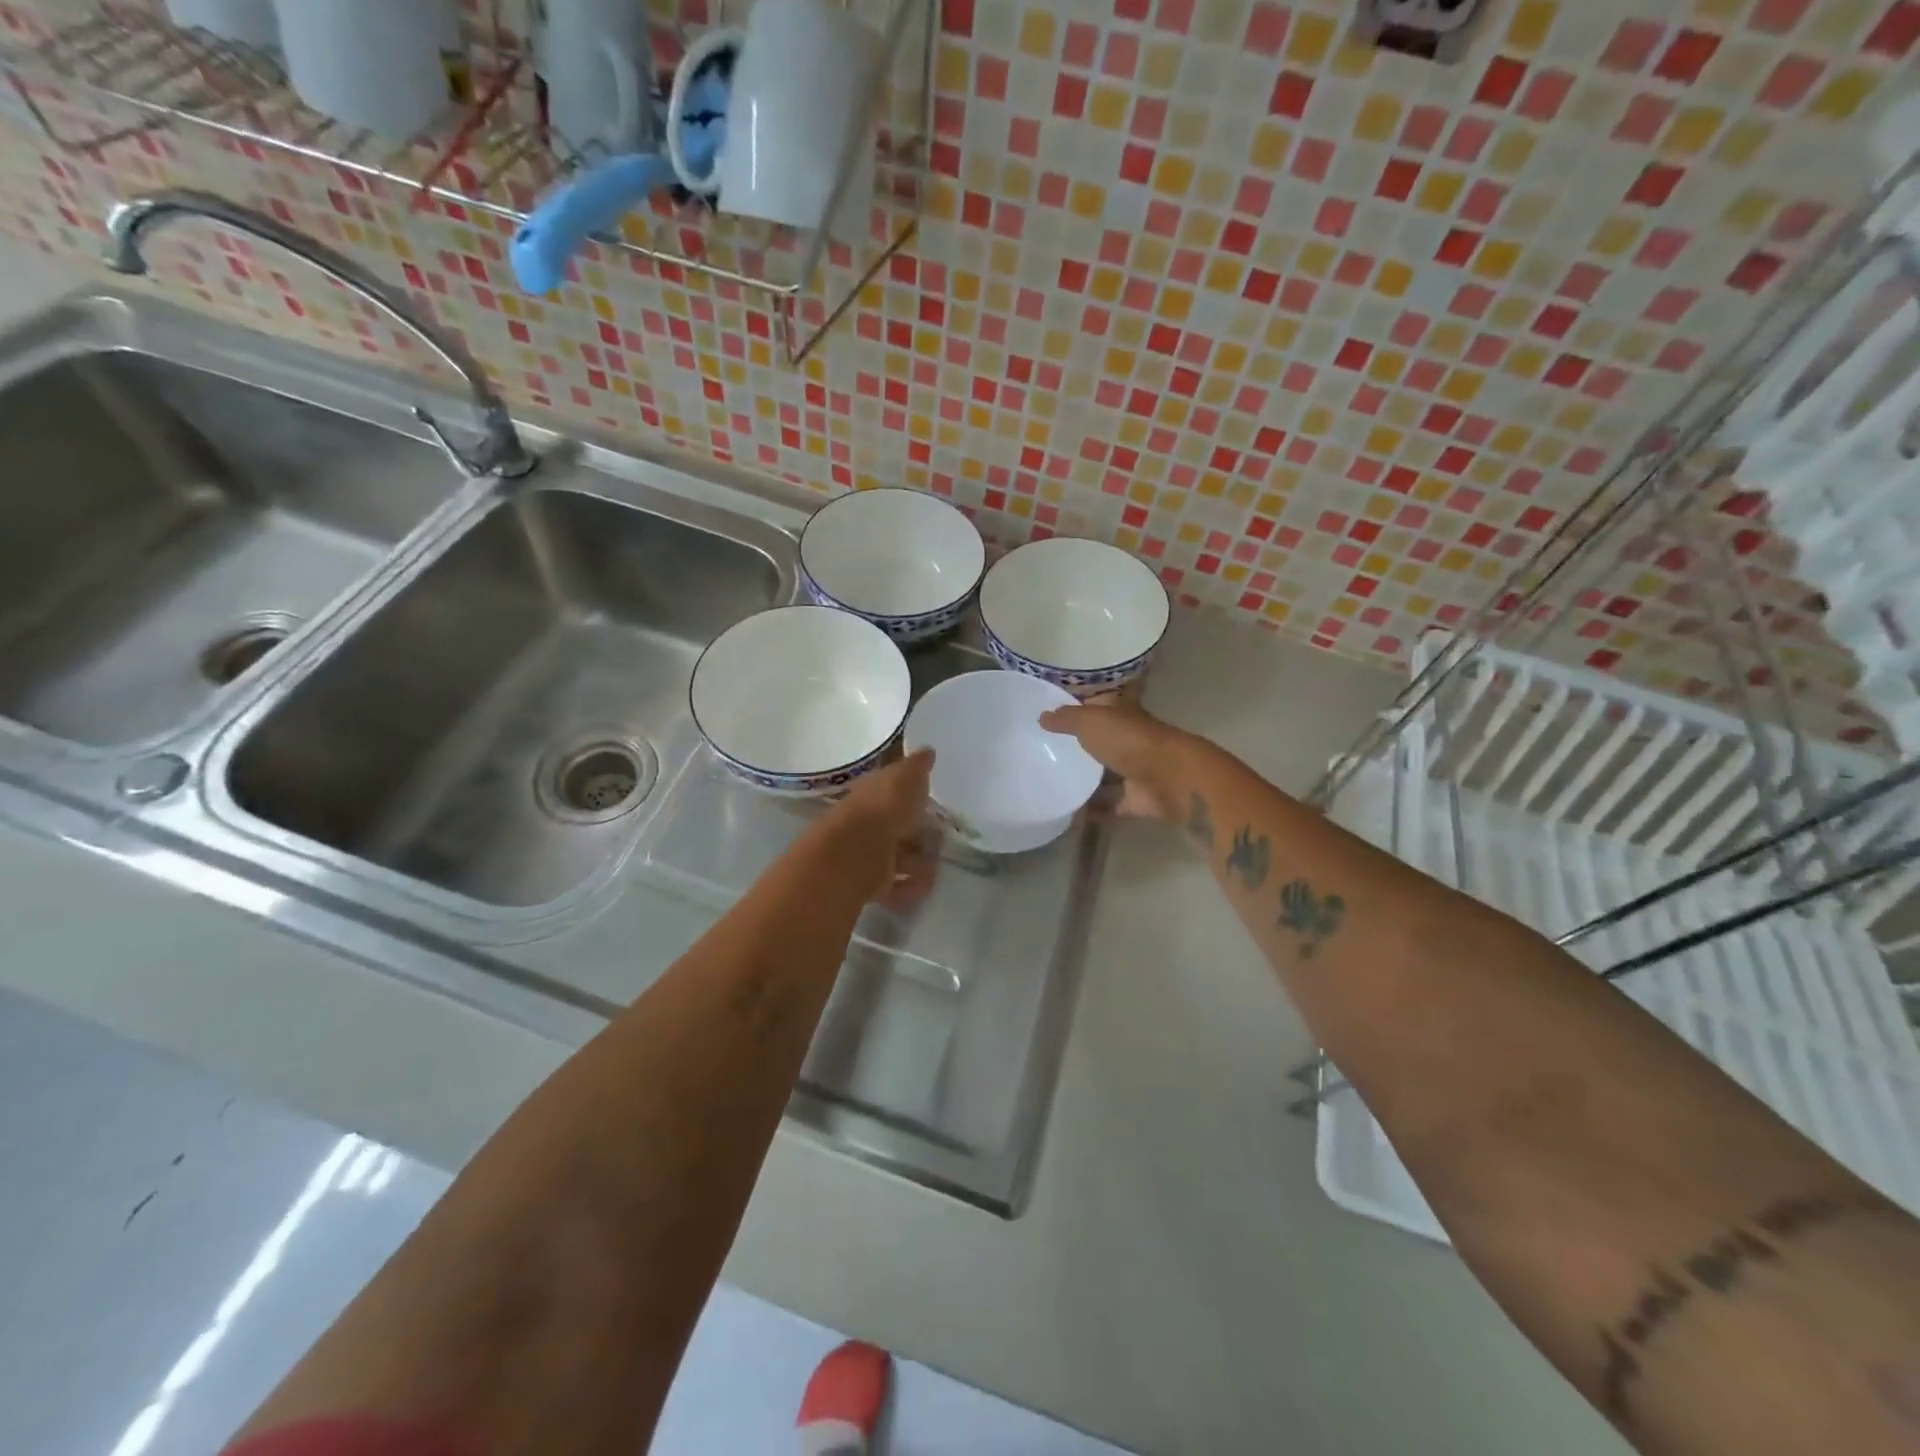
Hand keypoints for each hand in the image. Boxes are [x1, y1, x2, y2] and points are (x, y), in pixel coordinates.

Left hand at [818, 748, 936, 902]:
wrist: (856, 853)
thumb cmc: (884, 807)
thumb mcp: (907, 777)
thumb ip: (918, 766)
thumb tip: (927, 750)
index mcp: (872, 792)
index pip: (890, 790)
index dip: (909, 794)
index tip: (930, 800)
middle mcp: (865, 822)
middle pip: (895, 826)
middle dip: (917, 833)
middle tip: (941, 837)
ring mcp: (865, 854)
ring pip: (896, 857)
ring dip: (917, 862)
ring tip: (936, 864)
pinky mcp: (868, 883)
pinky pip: (895, 885)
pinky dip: (910, 886)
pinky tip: (925, 884)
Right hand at [1039, 697, 1197, 822]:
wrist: (1172, 779)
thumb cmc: (1129, 740)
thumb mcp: (1090, 721)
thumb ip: (1065, 719)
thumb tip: (1042, 716)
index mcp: (1121, 713)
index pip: (1096, 705)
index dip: (1075, 708)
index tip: (1048, 717)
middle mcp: (1129, 739)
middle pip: (1099, 742)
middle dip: (1077, 747)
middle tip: (1043, 753)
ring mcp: (1135, 770)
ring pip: (1105, 774)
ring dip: (1085, 780)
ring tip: (1051, 785)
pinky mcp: (1138, 799)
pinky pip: (1111, 805)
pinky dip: (1094, 810)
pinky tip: (1068, 814)